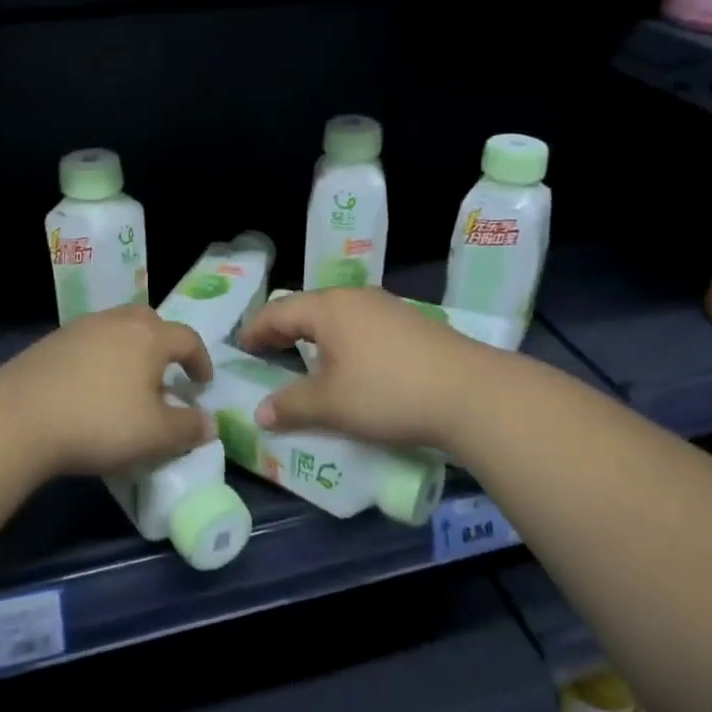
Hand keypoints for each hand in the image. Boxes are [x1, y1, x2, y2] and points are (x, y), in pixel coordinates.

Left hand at [0, 304, 216, 475]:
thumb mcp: (155, 434)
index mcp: (150, 337)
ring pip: (116, 328)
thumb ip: (188, 428)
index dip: (200, 360)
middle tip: (166, 372)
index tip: (202, 384)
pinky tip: (91, 386)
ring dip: (130, 349)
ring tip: (128, 381)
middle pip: (150, 321)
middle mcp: (117, 322)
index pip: (187, 338)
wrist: (19, 417)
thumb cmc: (100, 422)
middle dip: (164, 343)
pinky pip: (89, 342)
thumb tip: (210, 423)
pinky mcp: (52, 342)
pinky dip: (100, 357)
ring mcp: (81, 328)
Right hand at [236, 288, 496, 448]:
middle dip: (285, 330)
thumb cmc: (387, 392)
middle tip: (267, 352)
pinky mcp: (412, 324)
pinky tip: (352, 364)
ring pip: (338, 316)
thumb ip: (291, 405)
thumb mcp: (331, 404)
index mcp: (328, 308)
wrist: (470, 392)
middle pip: (308, 308)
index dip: (256, 330)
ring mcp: (388, 307)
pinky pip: (363, 326)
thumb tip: (260, 413)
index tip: (241, 347)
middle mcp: (355, 298)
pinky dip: (344, 341)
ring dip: (316, 336)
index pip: (278, 312)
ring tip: (306, 359)